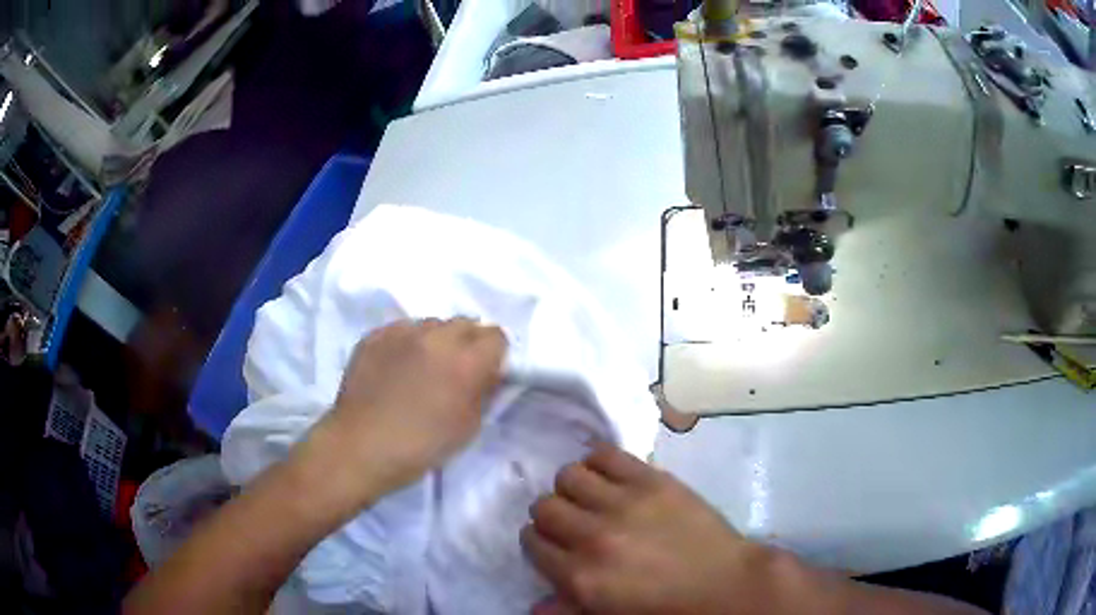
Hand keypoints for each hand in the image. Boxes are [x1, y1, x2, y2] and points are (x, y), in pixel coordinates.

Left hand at [303, 318, 506, 504]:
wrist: (361, 447)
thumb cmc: (421, 446)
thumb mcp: (468, 427)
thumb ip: (484, 392)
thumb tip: (488, 373)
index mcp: (466, 361)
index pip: (496, 336)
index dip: (494, 355)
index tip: (485, 373)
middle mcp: (437, 336)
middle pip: (465, 323)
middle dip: (467, 343)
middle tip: (455, 371)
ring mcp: (402, 331)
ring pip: (432, 324)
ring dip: (436, 341)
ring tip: (422, 367)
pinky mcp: (375, 335)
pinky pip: (402, 329)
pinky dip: (407, 343)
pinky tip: (396, 367)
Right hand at [522, 443, 771, 614]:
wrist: (724, 584)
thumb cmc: (666, 608)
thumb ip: (567, 608)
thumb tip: (533, 605)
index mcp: (580, 576)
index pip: (533, 542)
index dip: (539, 541)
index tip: (553, 542)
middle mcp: (592, 537)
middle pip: (544, 506)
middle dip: (551, 514)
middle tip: (571, 521)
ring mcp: (623, 504)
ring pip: (568, 476)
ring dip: (572, 487)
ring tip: (590, 496)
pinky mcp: (651, 480)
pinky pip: (605, 453)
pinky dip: (598, 460)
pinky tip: (608, 474)